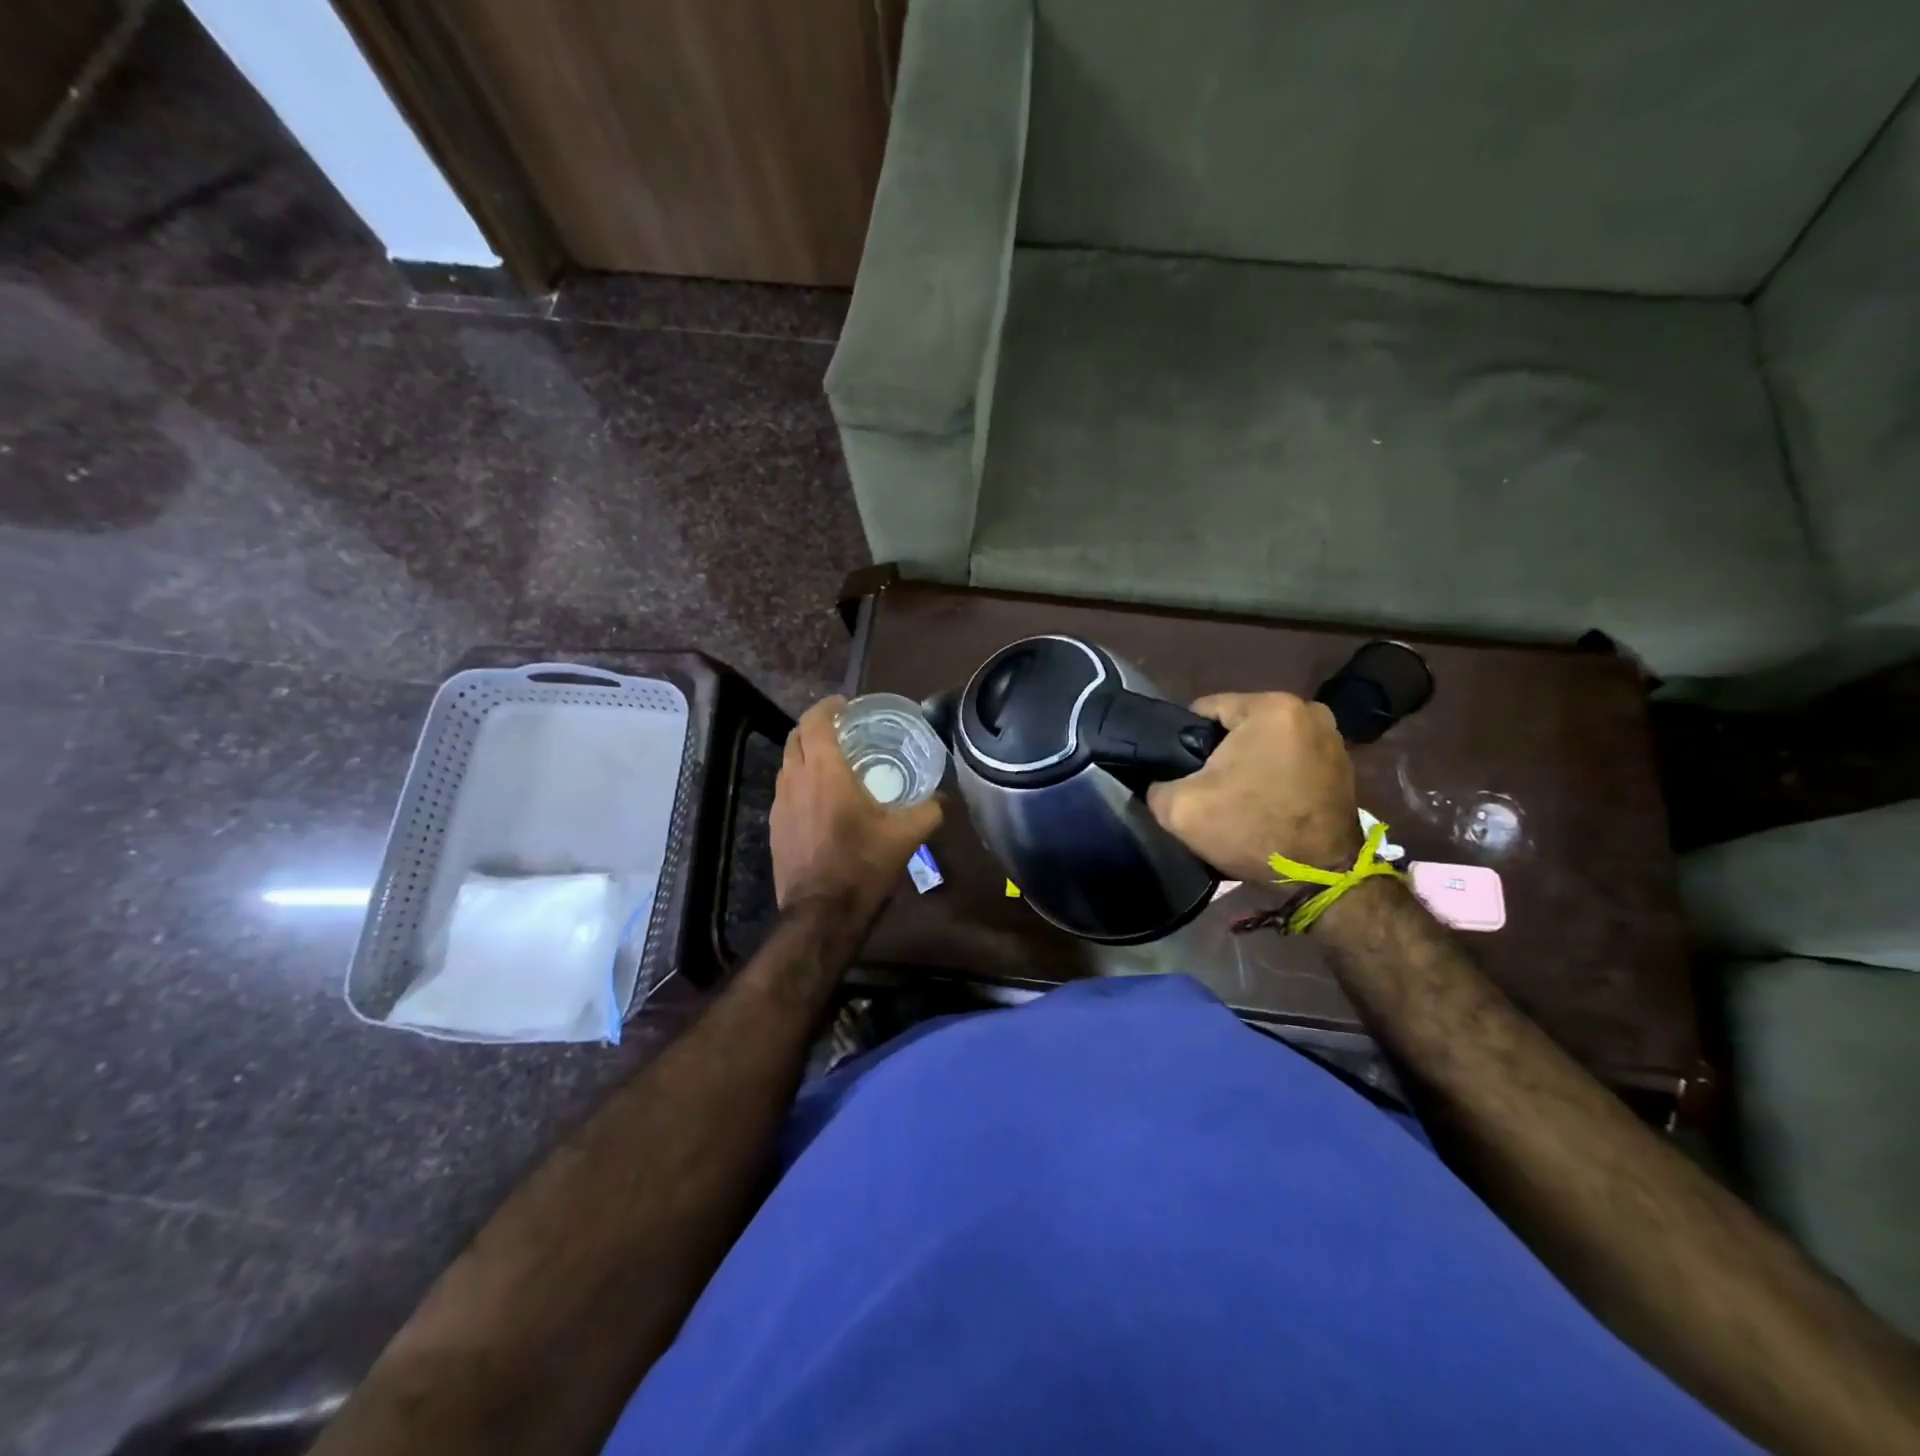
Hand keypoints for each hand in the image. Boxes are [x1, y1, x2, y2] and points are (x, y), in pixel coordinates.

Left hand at [771, 696, 942, 913]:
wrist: (822, 914)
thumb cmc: (864, 865)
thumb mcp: (907, 836)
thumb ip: (929, 810)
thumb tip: (943, 797)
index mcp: (825, 772)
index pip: (815, 721)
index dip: (828, 707)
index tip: (846, 705)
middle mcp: (795, 780)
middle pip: (796, 737)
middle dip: (815, 726)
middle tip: (842, 730)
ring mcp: (779, 805)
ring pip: (787, 764)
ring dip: (806, 754)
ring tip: (833, 762)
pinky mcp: (774, 827)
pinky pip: (785, 790)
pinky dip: (800, 781)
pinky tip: (821, 799)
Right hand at [1146, 692, 1359, 883]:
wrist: (1319, 877)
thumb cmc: (1251, 831)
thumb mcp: (1180, 809)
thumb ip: (1157, 784)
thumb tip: (1161, 781)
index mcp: (1270, 707)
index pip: (1205, 709)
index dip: (1185, 741)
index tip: (1184, 772)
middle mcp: (1307, 710)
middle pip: (1239, 724)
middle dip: (1221, 751)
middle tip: (1210, 788)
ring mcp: (1332, 736)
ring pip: (1266, 741)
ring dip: (1250, 762)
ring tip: (1239, 797)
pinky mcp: (1343, 763)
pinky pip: (1291, 758)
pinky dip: (1276, 774)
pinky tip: (1267, 801)